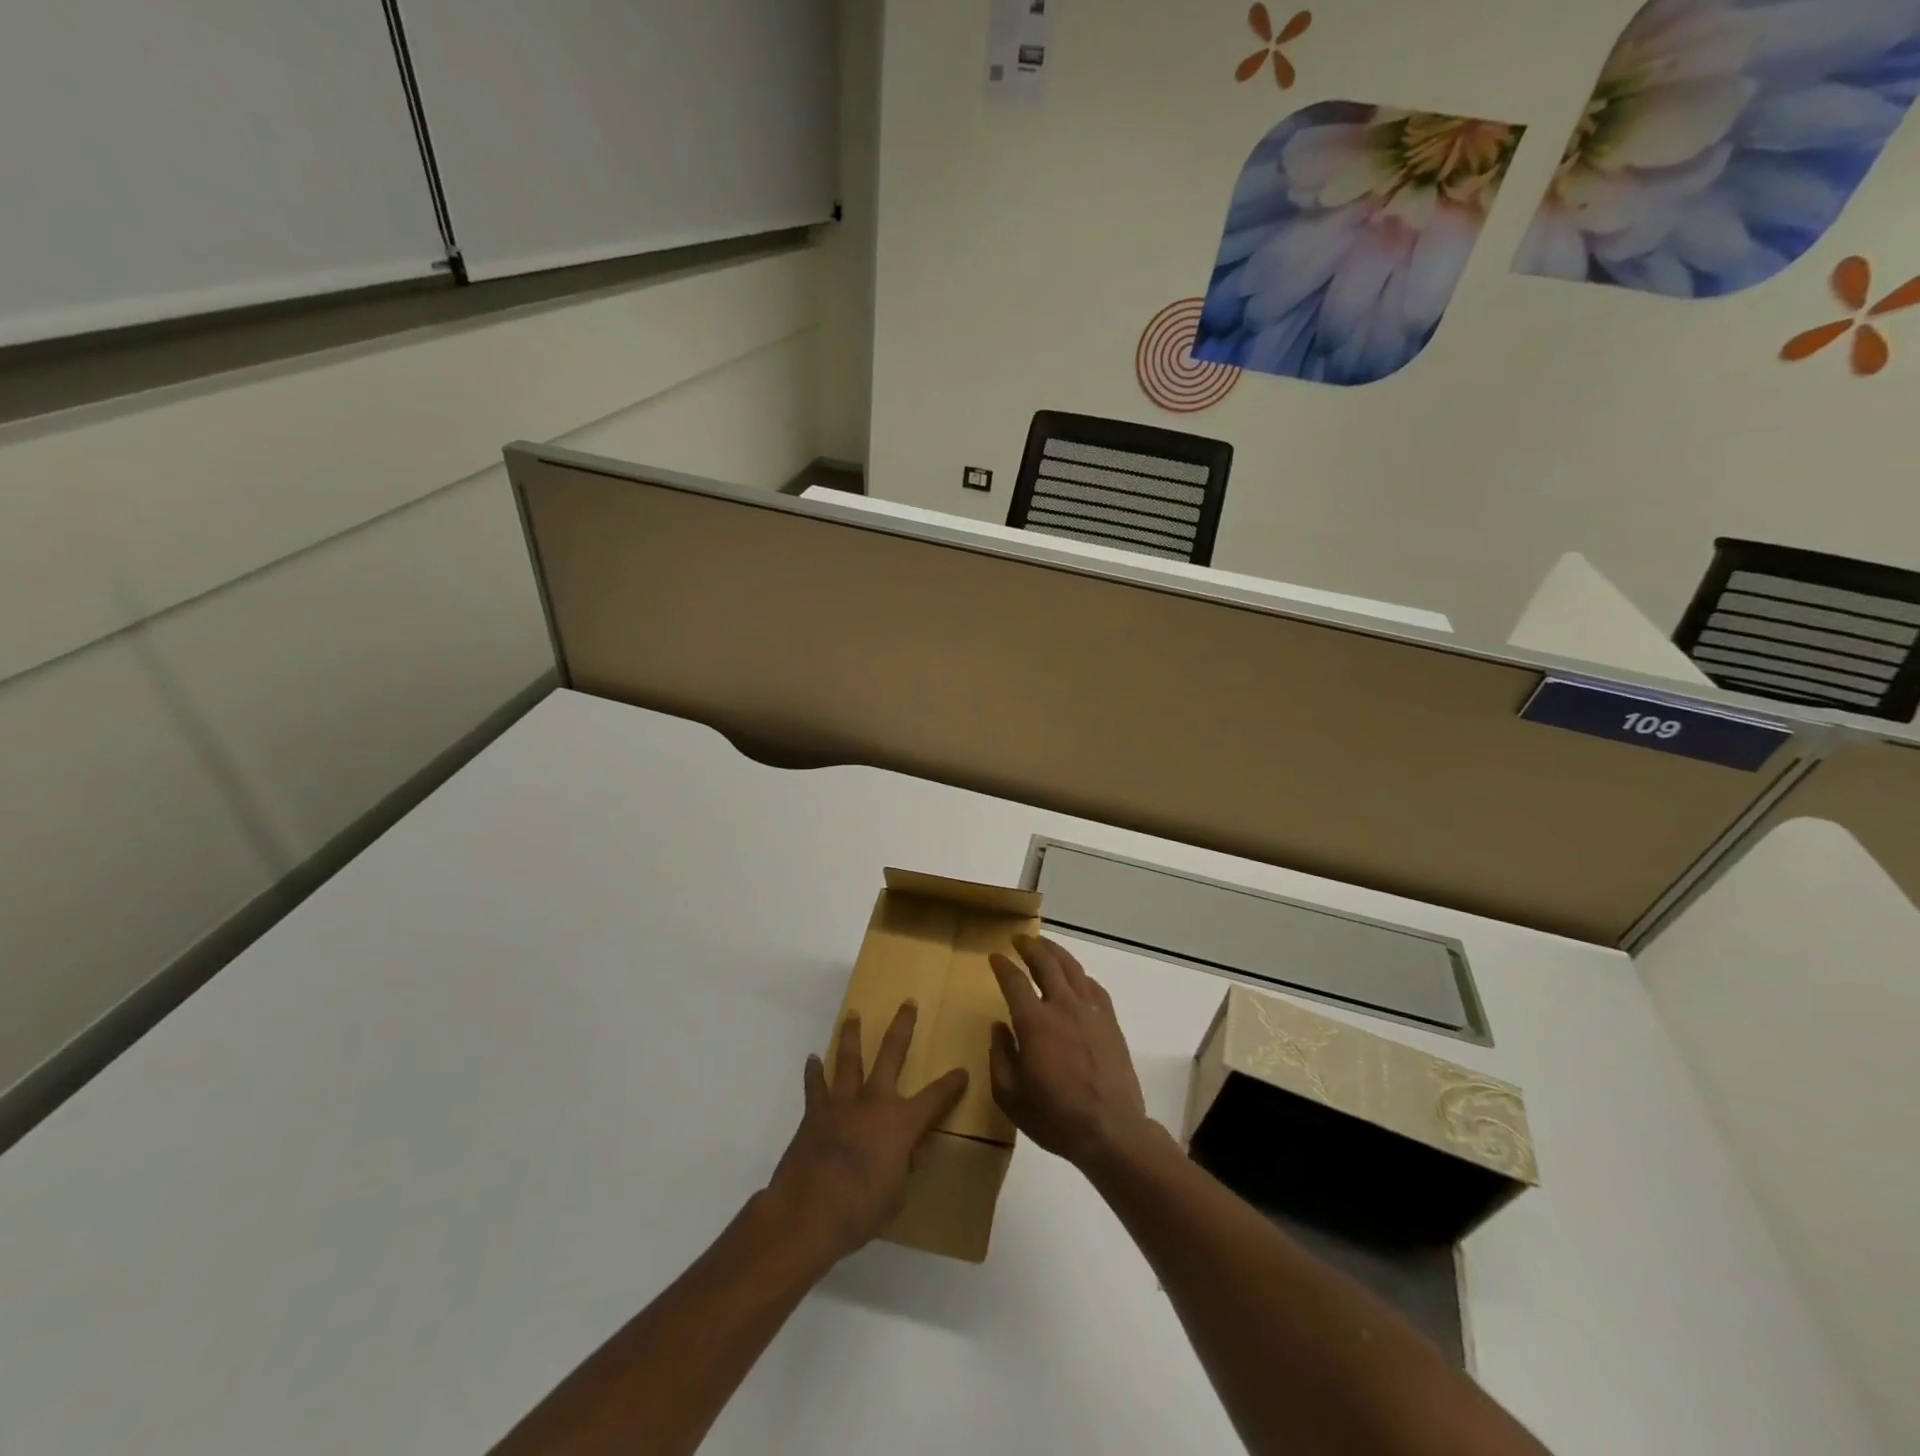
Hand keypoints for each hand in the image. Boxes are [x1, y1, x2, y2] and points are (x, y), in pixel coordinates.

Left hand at [765, 1003, 967, 1265]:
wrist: (809, 1210)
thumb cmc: (862, 1208)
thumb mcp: (897, 1194)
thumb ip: (906, 1166)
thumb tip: (916, 1149)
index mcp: (902, 1121)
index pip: (936, 1097)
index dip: (951, 1085)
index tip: (962, 1071)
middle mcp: (875, 1101)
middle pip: (891, 1053)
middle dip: (902, 1026)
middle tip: (908, 1003)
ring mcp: (843, 1102)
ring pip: (849, 1059)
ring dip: (852, 1035)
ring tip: (853, 1015)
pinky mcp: (815, 1112)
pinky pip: (815, 1085)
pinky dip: (814, 1071)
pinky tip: (813, 1059)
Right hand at [988, 936, 1151, 1170]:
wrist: (1111, 1131)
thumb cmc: (1055, 1117)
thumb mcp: (1011, 1096)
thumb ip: (1000, 1057)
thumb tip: (999, 1027)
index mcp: (1035, 1022)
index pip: (1014, 981)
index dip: (1002, 965)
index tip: (995, 957)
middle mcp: (1063, 1006)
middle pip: (1046, 963)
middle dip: (1030, 947)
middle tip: (1019, 939)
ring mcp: (1091, 1011)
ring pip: (1072, 968)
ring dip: (1056, 952)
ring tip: (1045, 945)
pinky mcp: (1110, 1021)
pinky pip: (1093, 986)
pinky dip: (1080, 975)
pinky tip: (1076, 976)